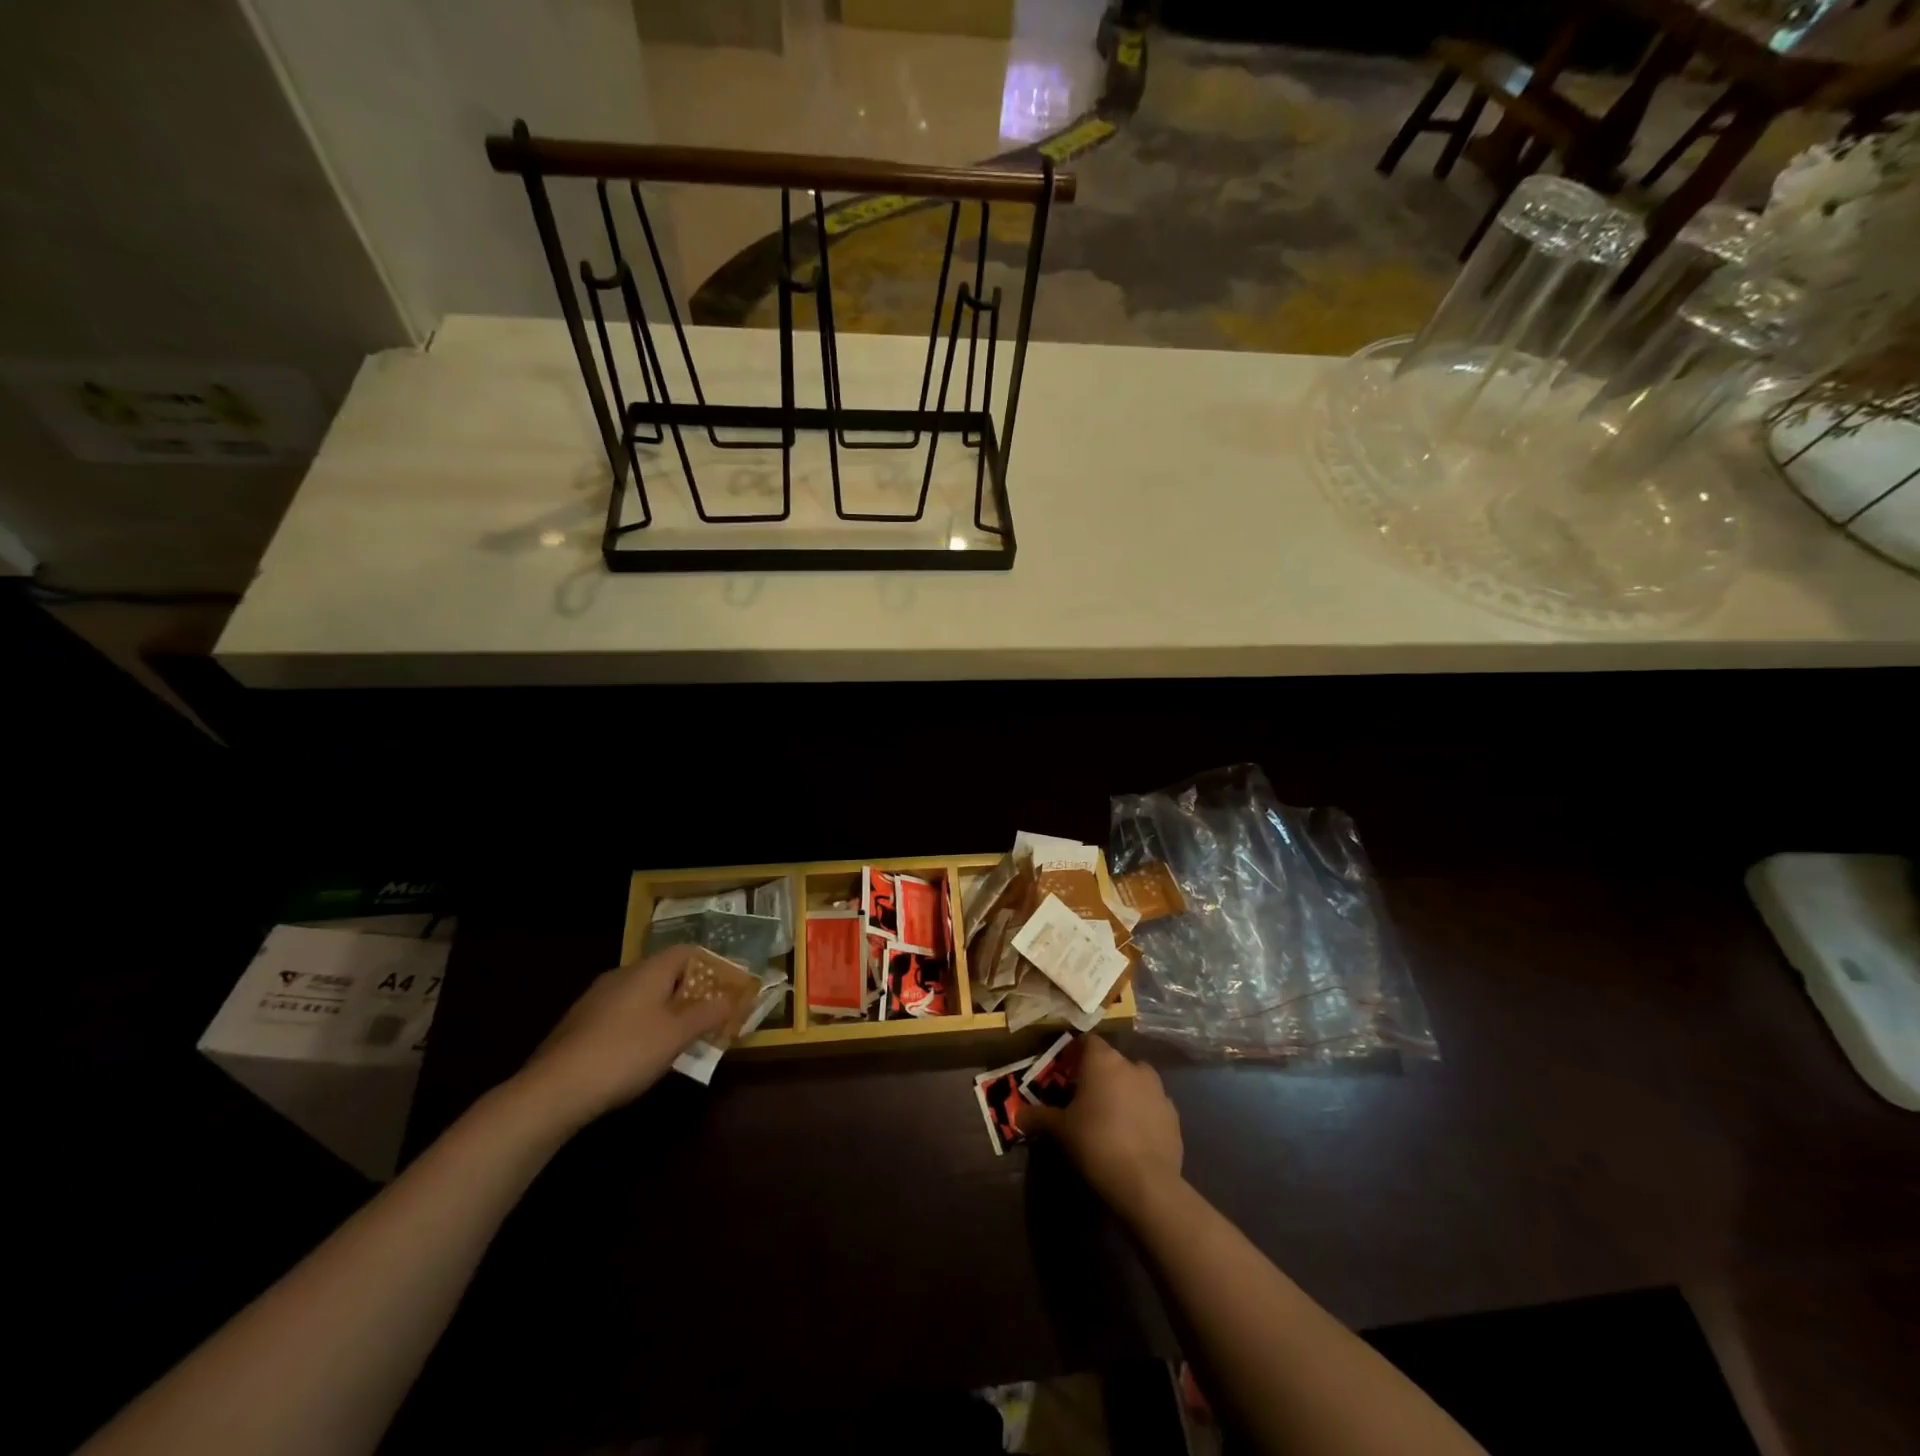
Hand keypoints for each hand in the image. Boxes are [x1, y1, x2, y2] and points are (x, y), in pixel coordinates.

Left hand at [512, 946, 737, 1130]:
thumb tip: (730, 998)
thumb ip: (707, 1013)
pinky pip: (622, 1014)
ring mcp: (596, 998)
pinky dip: (640, 1026)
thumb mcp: (677, 1035)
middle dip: (689, 993)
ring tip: (679, 1040)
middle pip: (665, 973)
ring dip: (664, 1011)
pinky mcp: (580, 1023)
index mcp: (648, 970)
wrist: (554, 1090)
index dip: (711, 966)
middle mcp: (622, 974)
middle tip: (708, 1018)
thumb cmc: (626, 1053)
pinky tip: (641, 1054)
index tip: (727, 990)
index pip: (687, 951)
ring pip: (642, 995)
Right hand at [1015, 1035, 1182, 1221]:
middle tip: (1085, 1101)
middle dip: (1099, 1076)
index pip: (1087, 1042)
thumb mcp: (1060, 1130)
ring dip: (1123, 1093)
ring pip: (1135, 1082)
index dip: (1076, 1055)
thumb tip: (1017, 1115)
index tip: (1066, 1074)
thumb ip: (1038, 1118)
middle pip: (1112, 1062)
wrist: (1146, 1183)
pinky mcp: (1173, 1114)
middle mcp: (1132, 1065)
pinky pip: (1152, 1105)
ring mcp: (1158, 1089)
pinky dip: (1142, 1114)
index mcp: (1103, 1060)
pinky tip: (1133, 1138)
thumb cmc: (1096, 1143)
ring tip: (1111, 1120)